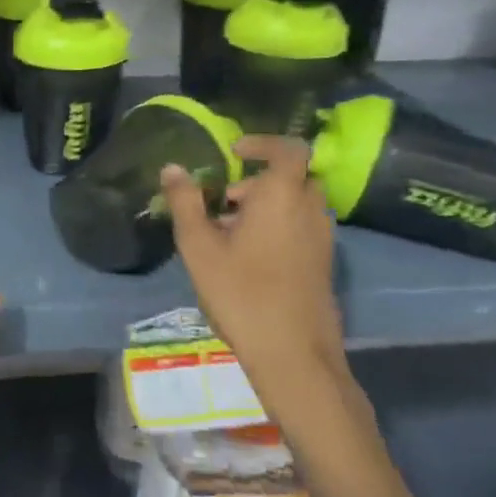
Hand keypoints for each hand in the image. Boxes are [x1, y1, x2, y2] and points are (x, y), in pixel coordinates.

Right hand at [161, 135, 339, 364]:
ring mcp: (322, 239)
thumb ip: (185, 203)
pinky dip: (278, 226)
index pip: (288, 149)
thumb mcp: (199, 246)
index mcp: (282, 197)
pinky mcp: (323, 263)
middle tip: (223, 200)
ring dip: (266, 205)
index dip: (263, 143)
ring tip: (228, 232)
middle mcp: (310, 210)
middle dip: (257, 181)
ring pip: (297, 204)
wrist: (292, 354)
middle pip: (291, 178)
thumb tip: (172, 168)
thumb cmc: (241, 292)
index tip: (234, 152)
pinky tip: (248, 258)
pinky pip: (302, 227)